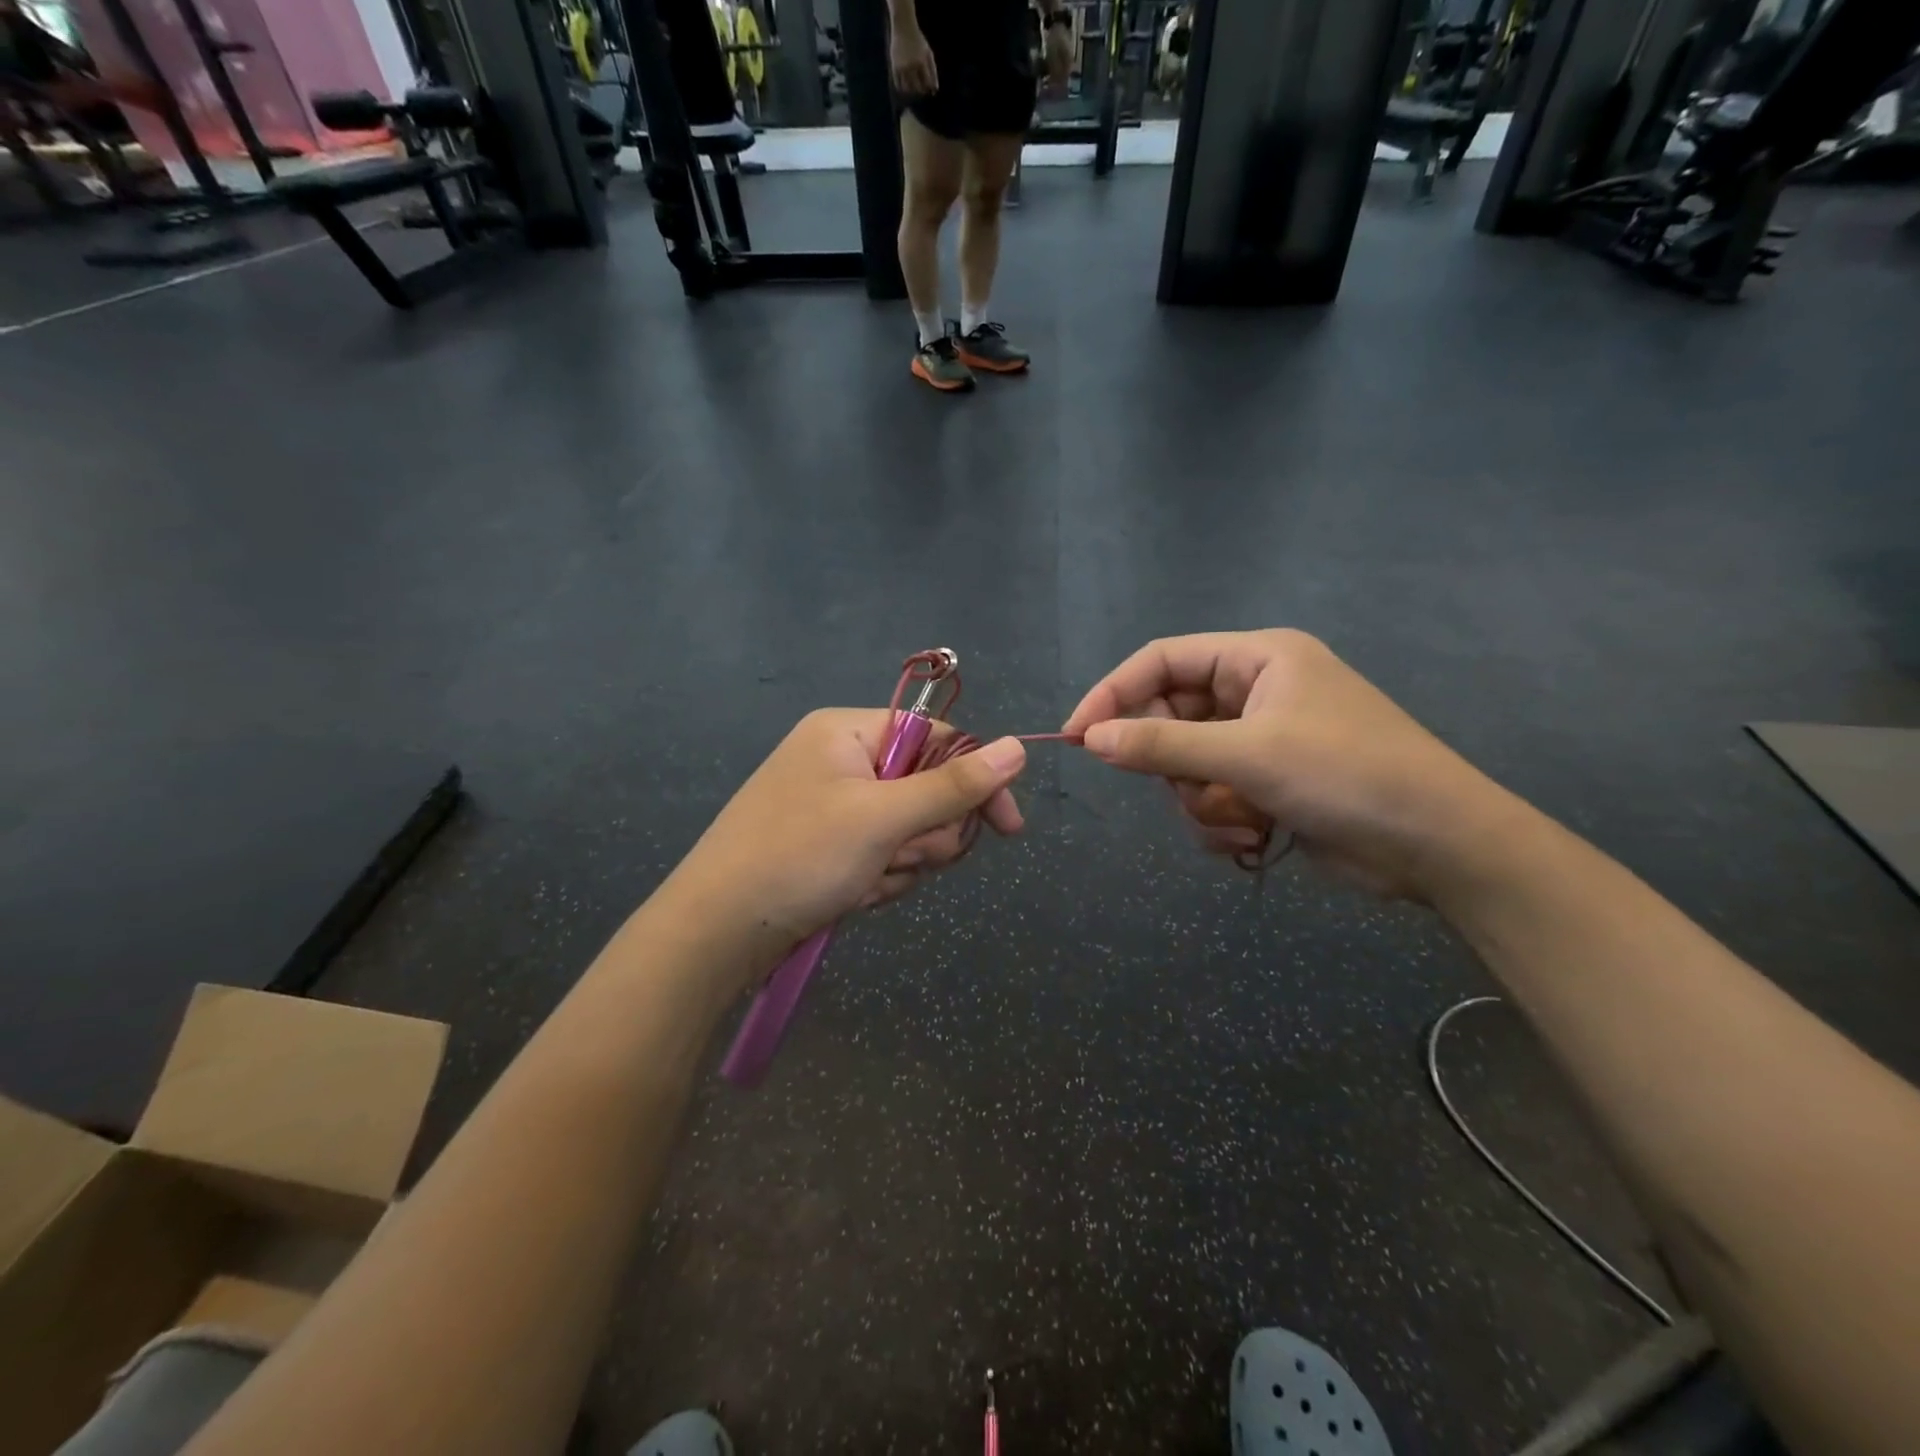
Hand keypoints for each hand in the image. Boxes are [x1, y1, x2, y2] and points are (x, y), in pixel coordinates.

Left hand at [665, 710, 1024, 986]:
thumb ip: (954, 785)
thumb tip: (1019, 747)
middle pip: (927, 789)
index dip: (976, 781)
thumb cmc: (799, 857)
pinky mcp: (829, 847)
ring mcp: (834, 806)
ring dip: (901, 863)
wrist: (716, 933)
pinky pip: (883, 856)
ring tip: (865, 883)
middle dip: (924, 834)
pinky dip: (879, 880)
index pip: (938, 739)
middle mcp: (841, 760)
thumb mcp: (883, 817)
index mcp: (847, 731)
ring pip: (909, 830)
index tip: (1008, 828)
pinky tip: (852, 897)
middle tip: (900, 857)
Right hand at [890, 25, 937, 94]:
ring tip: (912, 87)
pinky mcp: (895, 66)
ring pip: (907, 88)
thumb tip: (935, 90)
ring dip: (911, 91)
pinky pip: (898, 84)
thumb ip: (933, 71)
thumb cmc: (918, 41)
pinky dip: (902, 87)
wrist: (903, 26)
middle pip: (917, 88)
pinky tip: (904, 85)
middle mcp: (912, 65)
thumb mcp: (928, 52)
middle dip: (920, 90)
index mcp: (922, 62)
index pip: (927, 83)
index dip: (928, 88)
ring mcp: (902, 67)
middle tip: (920, 88)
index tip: (928, 88)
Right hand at [1061, 630, 1510, 899]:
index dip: (1113, 693)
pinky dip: (1221, 821)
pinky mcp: (1268, 784)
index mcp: (1257, 658)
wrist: (1439, 847)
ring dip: (1203, 802)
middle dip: (1174, 766)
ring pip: (1187, 767)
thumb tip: (1087, 738)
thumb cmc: (1346, 775)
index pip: (1161, 660)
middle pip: (1171, 718)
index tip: (1077, 735)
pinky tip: (1255, 838)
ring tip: (1242, 820)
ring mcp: (1262, 740)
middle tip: (1186, 791)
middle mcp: (1256, 692)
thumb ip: (1161, 745)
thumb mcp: (1246, 755)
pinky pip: (1212, 796)